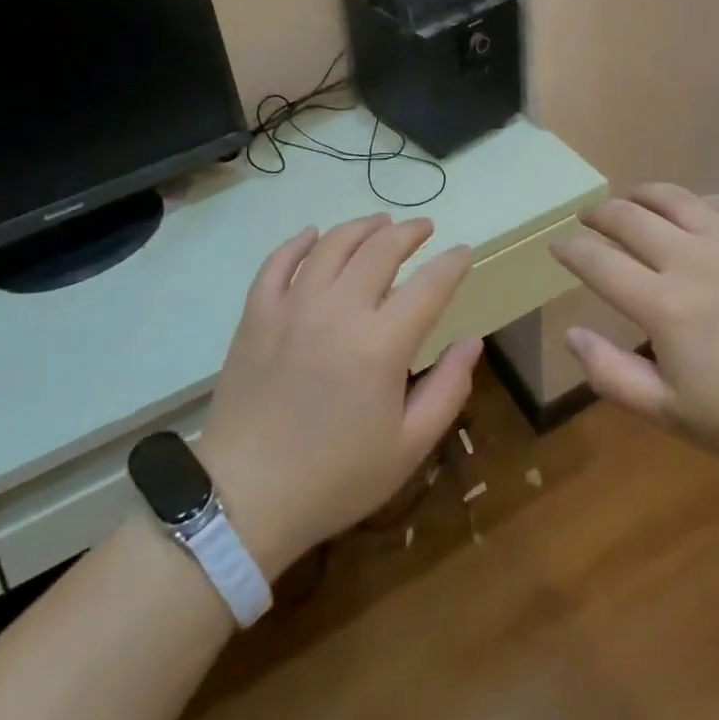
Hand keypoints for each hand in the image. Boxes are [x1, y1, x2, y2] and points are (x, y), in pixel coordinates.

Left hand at [196, 215, 482, 579]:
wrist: (246, 497)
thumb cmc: (336, 477)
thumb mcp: (409, 446)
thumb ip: (447, 388)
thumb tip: (472, 341)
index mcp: (381, 345)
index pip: (428, 285)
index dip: (452, 263)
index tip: (464, 252)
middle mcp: (337, 311)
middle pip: (380, 250)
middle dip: (409, 232)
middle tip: (425, 228)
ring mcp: (291, 307)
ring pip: (331, 245)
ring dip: (361, 227)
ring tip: (380, 222)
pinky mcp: (256, 314)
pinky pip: (277, 262)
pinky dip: (298, 242)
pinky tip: (312, 234)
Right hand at [551, 185, 718, 475]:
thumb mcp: (674, 415)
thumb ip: (612, 375)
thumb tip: (572, 334)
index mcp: (663, 305)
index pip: (597, 261)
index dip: (570, 250)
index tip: (558, 247)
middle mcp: (691, 259)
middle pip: (628, 218)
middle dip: (599, 215)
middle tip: (588, 220)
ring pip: (673, 198)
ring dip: (641, 196)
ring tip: (631, 202)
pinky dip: (696, 203)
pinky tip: (694, 214)